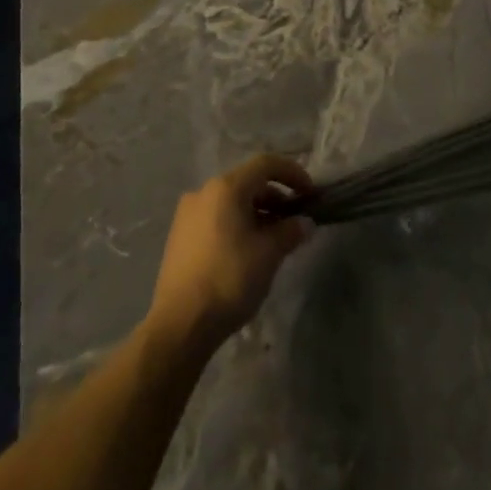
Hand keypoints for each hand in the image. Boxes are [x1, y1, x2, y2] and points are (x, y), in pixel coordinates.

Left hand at [147, 155, 314, 353]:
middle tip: (295, 220)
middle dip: (276, 197)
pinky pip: (216, 218)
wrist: (180, 324)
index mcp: (226, 188)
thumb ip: (290, 231)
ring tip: (274, 239)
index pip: (266, 164)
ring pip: (231, 202)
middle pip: (248, 182)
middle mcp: (204, 192)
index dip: (293, 173)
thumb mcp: (269, 254)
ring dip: (257, 213)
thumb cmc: (229, 279)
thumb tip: (304, 223)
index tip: (311, 193)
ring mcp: (187, 214)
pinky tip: (248, 251)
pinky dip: (237, 224)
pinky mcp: (180, 236)